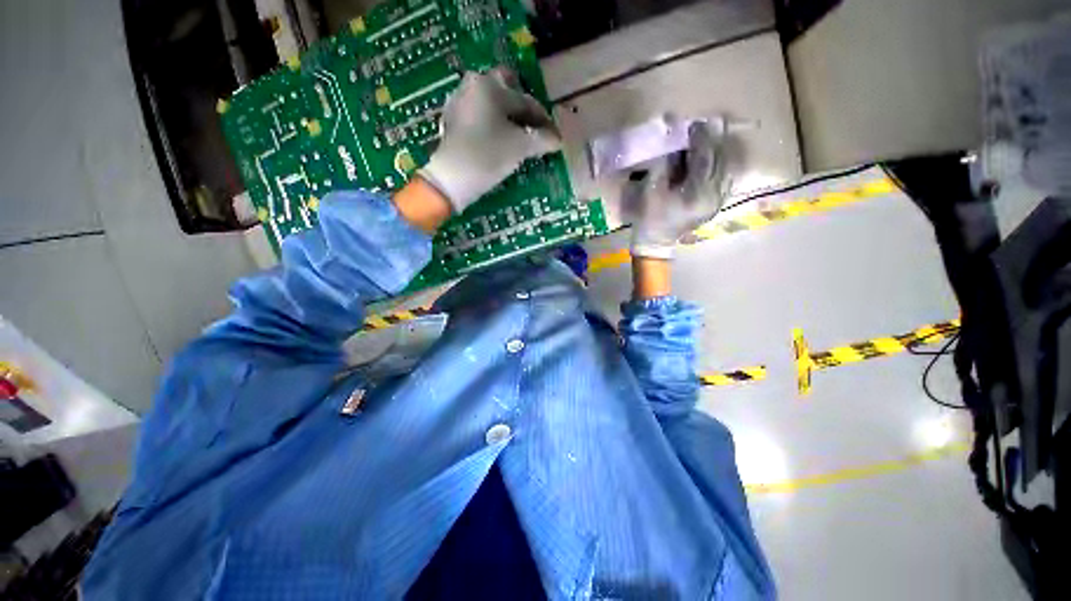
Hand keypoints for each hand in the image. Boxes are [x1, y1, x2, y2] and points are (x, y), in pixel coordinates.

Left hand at [420, 69, 561, 213]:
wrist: (452, 178)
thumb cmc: (488, 156)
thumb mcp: (520, 147)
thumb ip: (542, 139)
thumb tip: (557, 139)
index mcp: (490, 85)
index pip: (526, 101)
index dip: (543, 120)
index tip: (554, 137)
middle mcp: (473, 85)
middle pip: (506, 90)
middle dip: (522, 108)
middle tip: (533, 128)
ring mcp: (459, 102)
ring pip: (491, 103)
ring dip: (507, 116)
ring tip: (518, 137)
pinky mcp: (452, 120)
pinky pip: (479, 115)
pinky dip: (492, 124)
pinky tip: (498, 140)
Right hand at [623, 120, 726, 258]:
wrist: (655, 243)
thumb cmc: (649, 218)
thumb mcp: (651, 190)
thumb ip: (665, 165)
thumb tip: (675, 145)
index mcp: (696, 194)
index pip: (704, 159)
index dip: (701, 139)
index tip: (696, 124)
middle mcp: (712, 197)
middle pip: (719, 162)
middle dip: (713, 142)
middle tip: (709, 125)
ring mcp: (716, 202)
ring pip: (725, 170)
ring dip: (719, 152)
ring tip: (713, 137)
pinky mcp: (715, 205)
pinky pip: (725, 180)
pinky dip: (721, 166)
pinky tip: (716, 158)